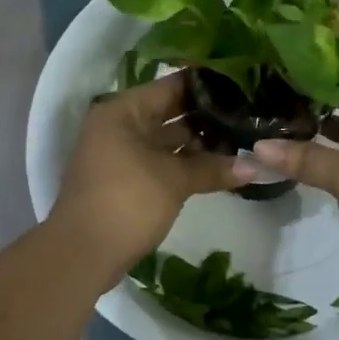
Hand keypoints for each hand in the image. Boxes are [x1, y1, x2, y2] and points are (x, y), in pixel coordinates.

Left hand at [48, 73, 250, 286]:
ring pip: (167, 140)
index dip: (207, 85)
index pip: (172, 86)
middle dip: (207, 117)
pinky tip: (219, 167)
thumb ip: (213, 168)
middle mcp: (119, 126)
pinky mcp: (126, 181)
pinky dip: (185, 164)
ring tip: (242, 141)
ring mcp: (121, 155)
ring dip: (199, 144)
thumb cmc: (126, 202)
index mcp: (123, 111)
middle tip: (249, 115)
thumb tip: (256, 166)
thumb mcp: (173, 181)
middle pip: (170, 112)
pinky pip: (161, 162)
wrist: (82, 254)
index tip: (243, 85)